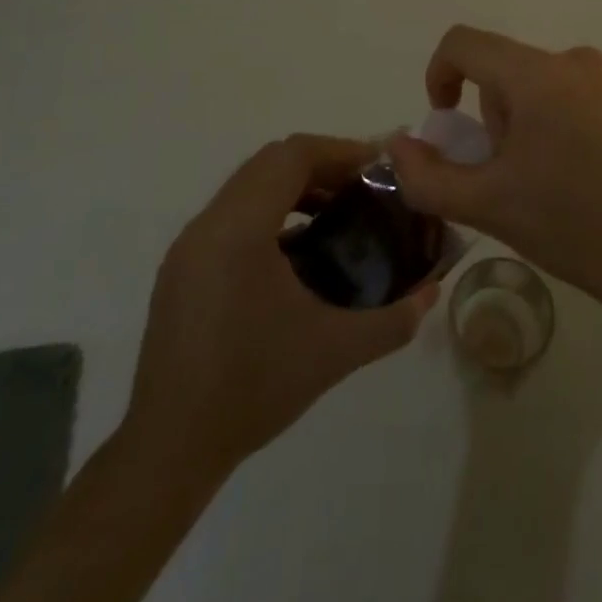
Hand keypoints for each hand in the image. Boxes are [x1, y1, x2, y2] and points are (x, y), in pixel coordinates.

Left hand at [119, 135, 438, 477]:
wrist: (169, 450)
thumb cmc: (253, 390)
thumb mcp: (334, 352)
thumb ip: (392, 319)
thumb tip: (432, 292)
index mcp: (239, 230)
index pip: (292, 155)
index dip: (340, 151)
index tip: (378, 170)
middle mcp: (209, 223)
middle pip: (271, 161)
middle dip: (323, 165)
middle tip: (364, 189)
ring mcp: (190, 244)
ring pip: (250, 184)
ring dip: (296, 187)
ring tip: (338, 214)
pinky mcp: (183, 265)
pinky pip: (234, 212)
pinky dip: (271, 211)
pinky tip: (300, 252)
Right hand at [387, 26, 601, 306]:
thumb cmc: (570, 224)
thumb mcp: (486, 205)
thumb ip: (426, 175)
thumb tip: (398, 145)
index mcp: (535, 74)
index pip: (463, 43)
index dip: (439, 75)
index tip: (445, 125)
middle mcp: (571, 59)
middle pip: (501, 69)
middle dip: (488, 116)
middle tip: (503, 174)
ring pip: (534, 82)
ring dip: (520, 120)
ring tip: (541, 180)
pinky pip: (568, 91)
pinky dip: (553, 119)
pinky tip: (573, 172)